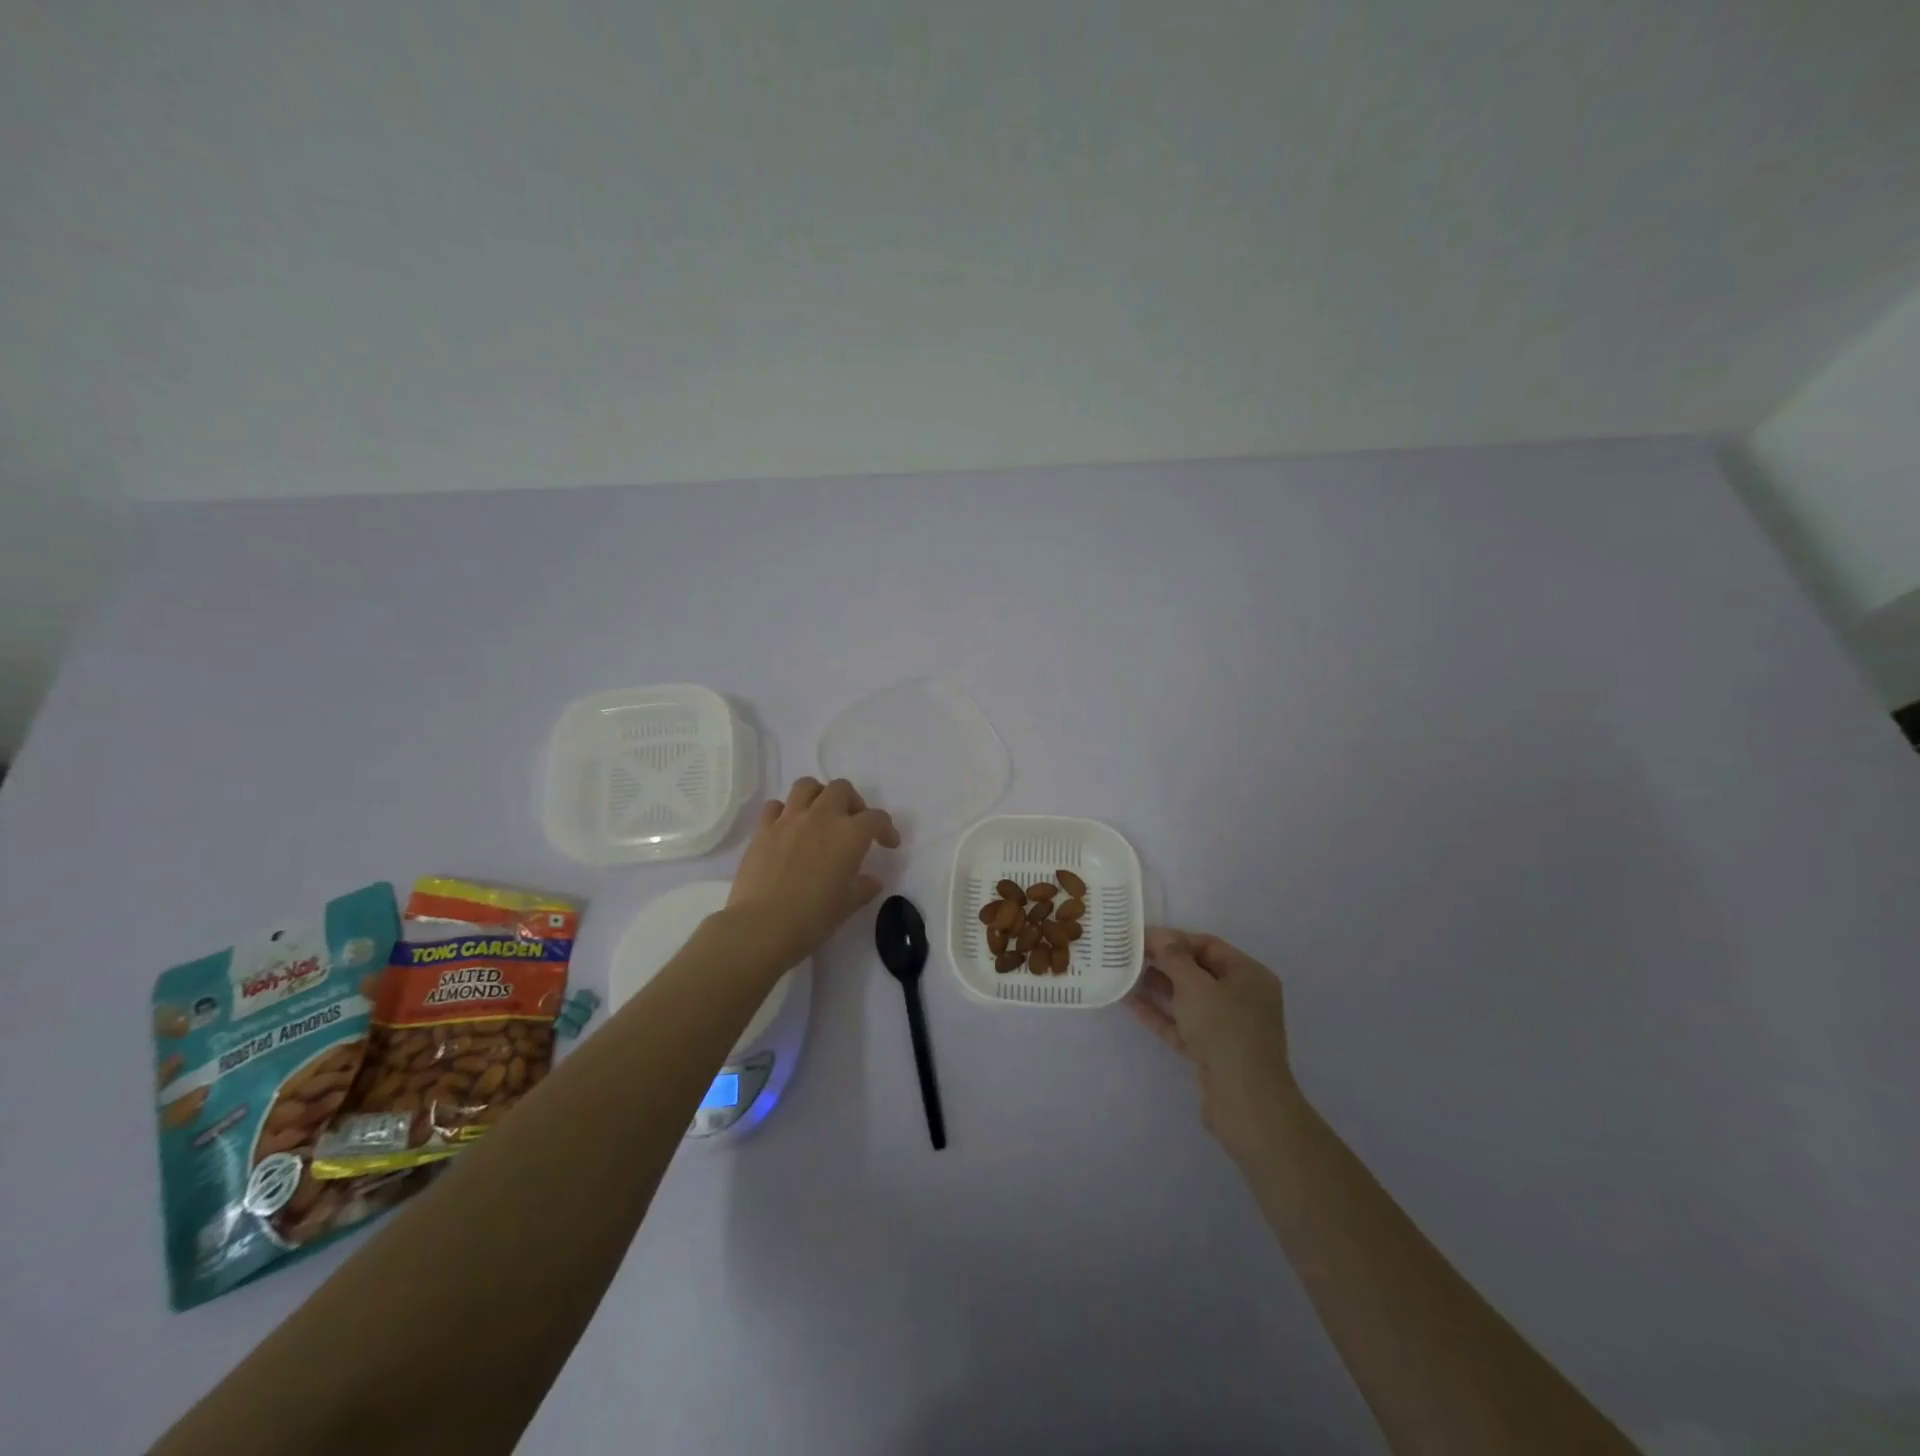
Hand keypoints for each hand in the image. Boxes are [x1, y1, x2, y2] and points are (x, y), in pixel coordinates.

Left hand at [726, 777, 900, 966]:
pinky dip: (785, 811)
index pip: (876, 818)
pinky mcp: (763, 829)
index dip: (887, 828)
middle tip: (853, 823)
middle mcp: (822, 817)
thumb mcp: (848, 905)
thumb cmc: (813, 917)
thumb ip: (864, 887)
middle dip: (852, 801)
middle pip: (841, 789)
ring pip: (807, 786)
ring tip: (820, 815)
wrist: (763, 925)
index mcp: (850, 834)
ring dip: (819, 795)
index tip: (888, 844)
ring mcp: (789, 819)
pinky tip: (788, 828)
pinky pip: (775, 806)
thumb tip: (872, 880)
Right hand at [1130, 927, 1300, 1162]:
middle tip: (1129, 954)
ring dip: (1158, 987)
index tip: (1142, 938)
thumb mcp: (1195, 985)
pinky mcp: (1211, 1051)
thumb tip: (1160, 935)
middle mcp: (1242, 997)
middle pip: (1198, 971)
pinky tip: (1130, 1002)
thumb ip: (1174, 957)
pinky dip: (1159, 1013)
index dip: (1175, 939)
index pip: (1208, 945)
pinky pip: (1182, 1023)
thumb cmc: (1224, 1029)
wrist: (1244, 1100)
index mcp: (1249, 975)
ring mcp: (1227, 1026)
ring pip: (1188, 999)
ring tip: (1124, 974)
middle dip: (1164, 962)